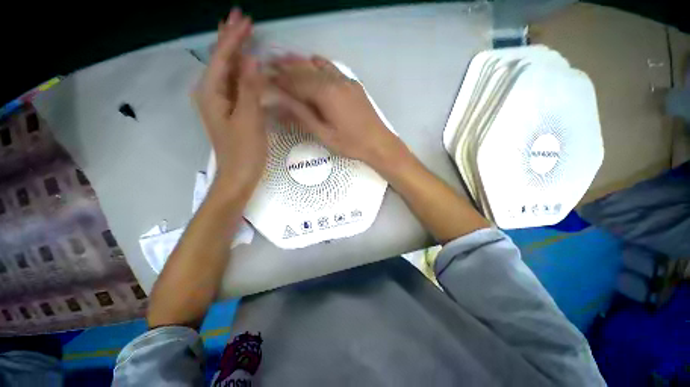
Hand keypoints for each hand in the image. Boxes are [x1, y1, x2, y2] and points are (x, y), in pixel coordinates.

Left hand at [194, 9, 265, 195]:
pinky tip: (244, 66)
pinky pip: (234, 84)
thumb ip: (249, 89)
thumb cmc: (244, 151)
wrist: (238, 175)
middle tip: (239, 17)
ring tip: (239, 33)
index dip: (234, 38)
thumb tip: (253, 59)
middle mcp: (211, 93)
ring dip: (234, 52)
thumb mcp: (249, 119)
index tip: (245, 19)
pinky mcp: (230, 112)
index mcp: (212, 93)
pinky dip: (240, 71)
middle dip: (229, 38)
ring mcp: (220, 103)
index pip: (223, 57)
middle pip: (220, 60)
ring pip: (226, 71)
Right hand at [270, 55, 405, 169]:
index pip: (296, 82)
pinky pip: (332, 68)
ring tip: (285, 59)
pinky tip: (313, 63)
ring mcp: (345, 80)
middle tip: (270, 63)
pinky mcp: (352, 84)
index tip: (265, 77)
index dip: (279, 80)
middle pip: (305, 69)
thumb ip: (302, 115)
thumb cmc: (350, 143)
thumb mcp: (323, 134)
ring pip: (318, 65)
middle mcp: (335, 80)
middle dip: (286, 66)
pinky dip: (318, 64)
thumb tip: (280, 102)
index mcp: (325, 94)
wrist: (378, 142)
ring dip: (301, 62)